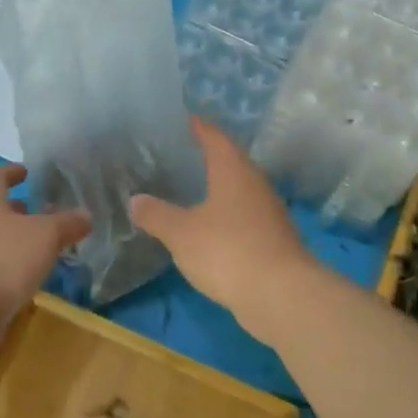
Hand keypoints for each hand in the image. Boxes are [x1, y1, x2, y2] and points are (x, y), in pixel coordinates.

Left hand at [0, 164, 90, 319]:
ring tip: (38, 244)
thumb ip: (67, 223)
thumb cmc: (5, 258)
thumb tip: (85, 215)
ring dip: (12, 236)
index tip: (26, 172)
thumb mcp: (46, 235)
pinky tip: (24, 273)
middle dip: (16, 208)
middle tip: (39, 211)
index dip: (13, 172)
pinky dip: (6, 261)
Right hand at [130, 118, 312, 334]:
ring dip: (218, 190)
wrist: (282, 296)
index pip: (216, 138)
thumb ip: (156, 214)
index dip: (200, 127)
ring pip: (239, 192)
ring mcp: (269, 214)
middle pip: (231, 162)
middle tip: (180, 156)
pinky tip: (209, 230)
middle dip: (208, 158)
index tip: (186, 120)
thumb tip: (136, 200)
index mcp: (234, 171)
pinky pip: (244, 219)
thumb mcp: (181, 232)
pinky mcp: (274, 241)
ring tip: (190, 192)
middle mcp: (255, 185)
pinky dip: (226, 218)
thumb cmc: (228, 251)